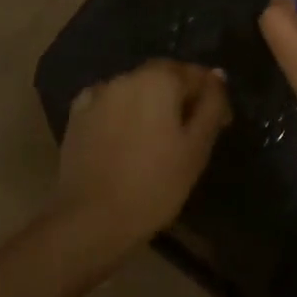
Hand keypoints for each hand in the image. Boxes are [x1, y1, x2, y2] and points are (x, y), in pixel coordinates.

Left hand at [51, 60, 229, 254]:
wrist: (90, 220)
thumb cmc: (154, 184)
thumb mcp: (197, 147)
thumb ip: (211, 106)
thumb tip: (217, 76)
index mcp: (160, 79)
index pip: (196, 75)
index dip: (211, 97)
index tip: (220, 125)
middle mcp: (128, 76)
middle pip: (164, 77)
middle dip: (180, 97)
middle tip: (190, 131)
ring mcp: (98, 94)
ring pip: (135, 89)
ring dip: (150, 104)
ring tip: (157, 137)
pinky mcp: (77, 116)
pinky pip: (108, 104)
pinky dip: (121, 113)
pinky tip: (124, 137)